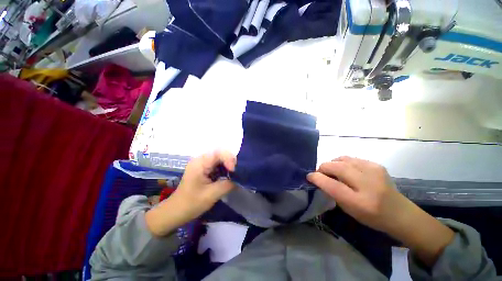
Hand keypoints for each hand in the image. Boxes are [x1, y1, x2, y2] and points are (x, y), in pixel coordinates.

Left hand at [146, 151, 235, 236]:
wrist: (178, 210)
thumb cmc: (193, 202)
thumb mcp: (212, 194)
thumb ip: (227, 184)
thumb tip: (237, 180)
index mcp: (200, 163)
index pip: (219, 152)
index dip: (230, 159)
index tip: (233, 172)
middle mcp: (199, 160)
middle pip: (219, 154)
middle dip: (229, 163)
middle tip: (235, 176)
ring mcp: (199, 166)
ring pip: (217, 161)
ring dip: (226, 168)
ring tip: (232, 179)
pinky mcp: (200, 172)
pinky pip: (214, 167)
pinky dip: (221, 172)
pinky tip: (224, 181)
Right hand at [307, 156, 407, 232]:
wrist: (396, 211)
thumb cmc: (372, 217)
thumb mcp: (352, 212)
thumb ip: (338, 197)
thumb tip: (325, 182)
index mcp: (358, 201)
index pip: (334, 186)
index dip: (319, 179)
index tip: (310, 176)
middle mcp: (366, 183)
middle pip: (340, 168)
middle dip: (325, 166)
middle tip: (319, 170)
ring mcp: (374, 171)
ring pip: (347, 159)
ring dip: (335, 162)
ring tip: (330, 167)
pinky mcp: (378, 164)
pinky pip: (356, 159)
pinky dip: (347, 161)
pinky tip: (345, 167)